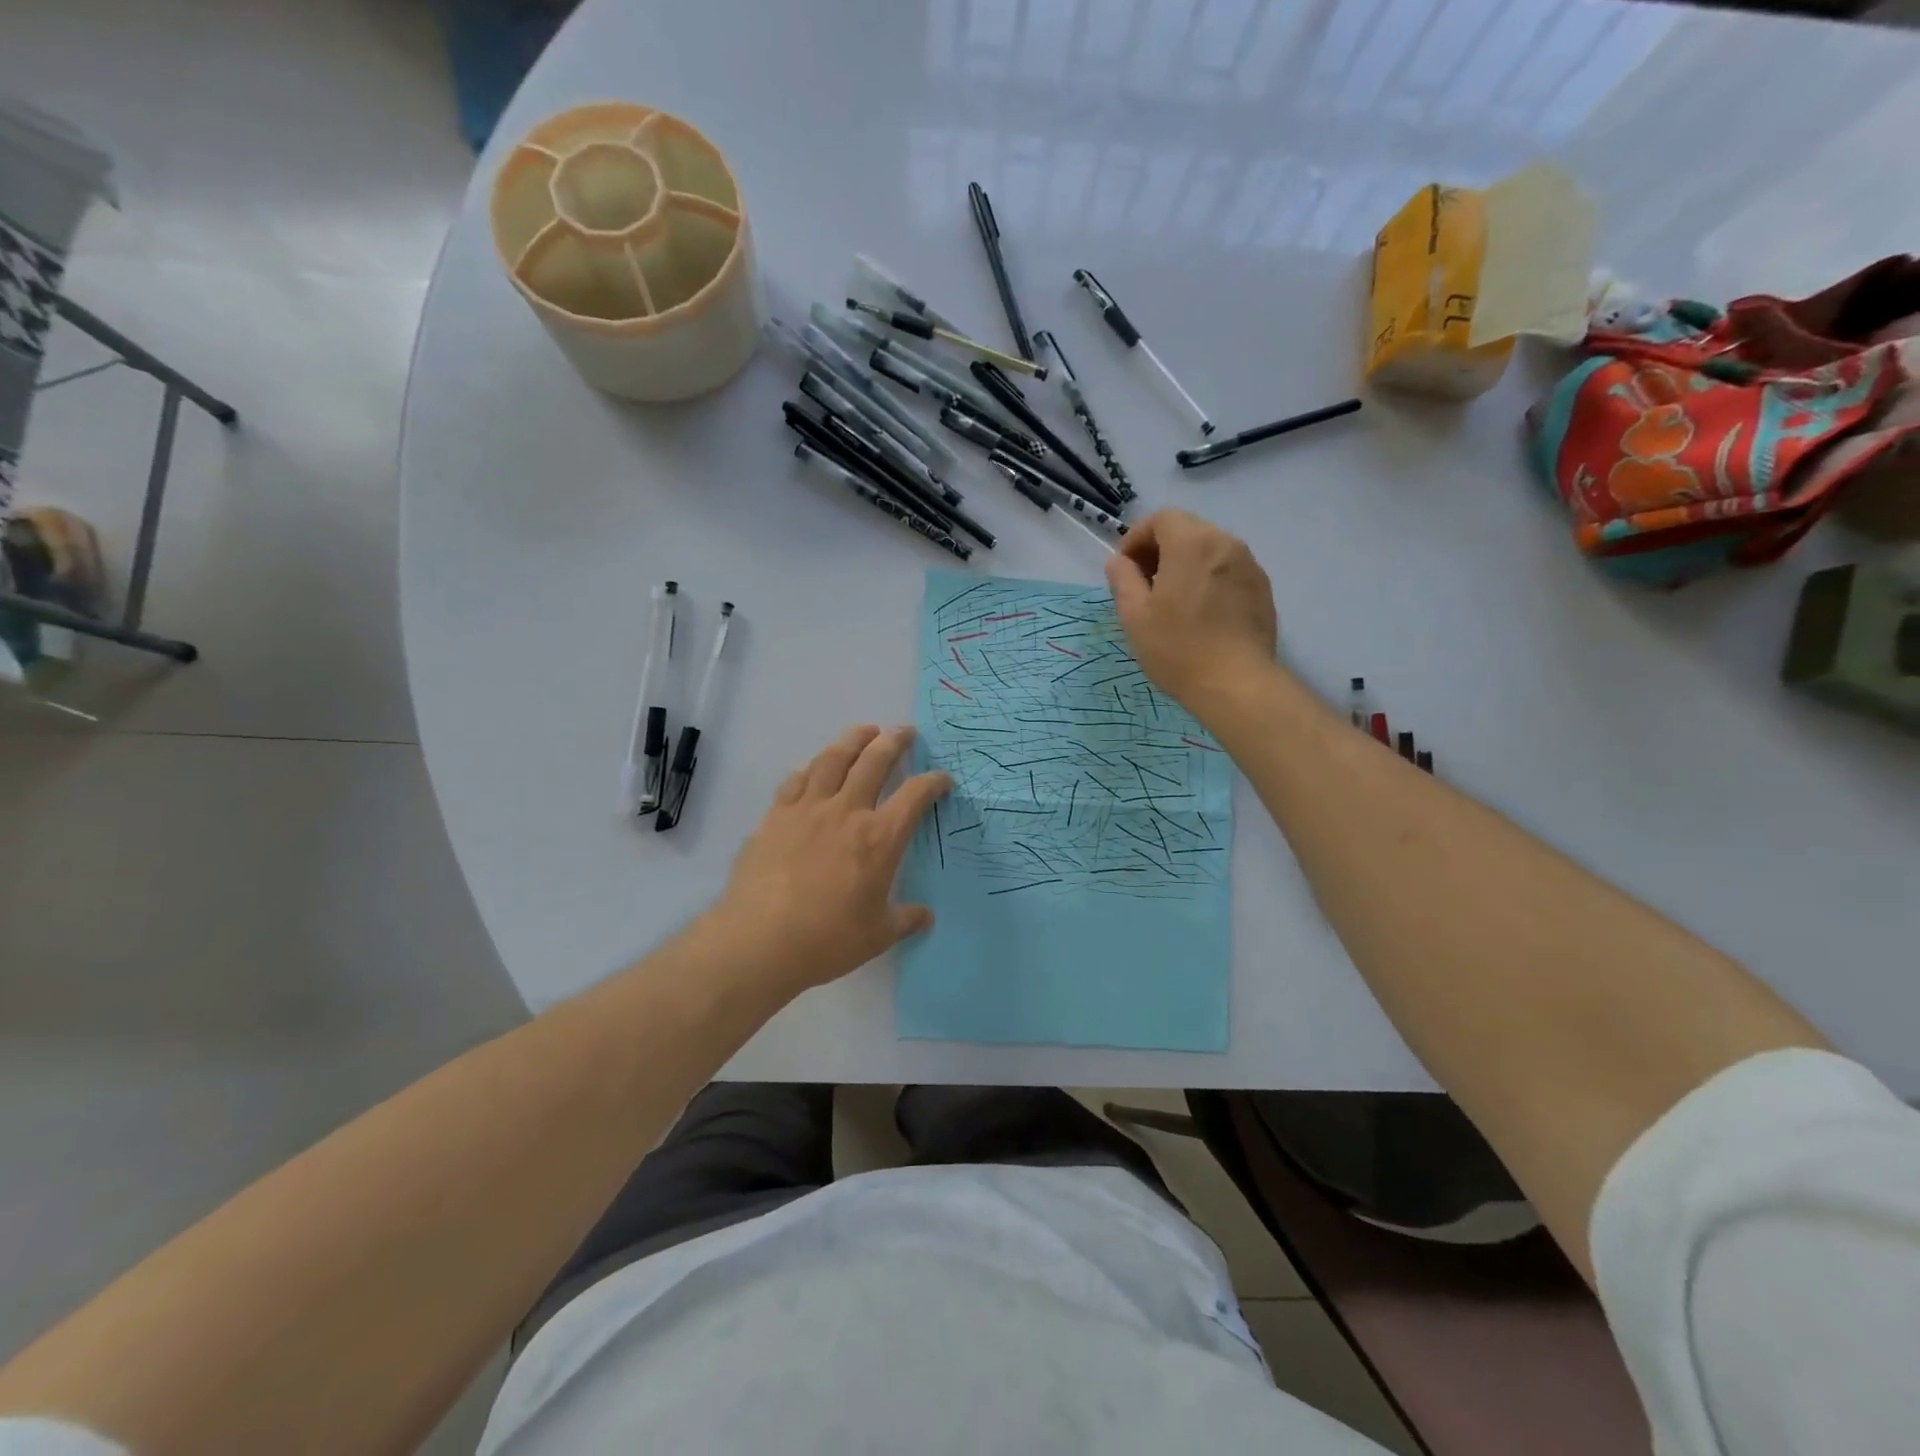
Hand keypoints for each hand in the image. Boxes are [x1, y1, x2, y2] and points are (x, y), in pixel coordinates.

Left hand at [703, 724, 950, 995]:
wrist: (758, 941)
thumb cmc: (827, 940)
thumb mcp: (878, 936)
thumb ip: (905, 920)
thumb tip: (925, 916)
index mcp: (879, 838)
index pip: (915, 796)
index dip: (933, 782)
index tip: (942, 779)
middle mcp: (846, 812)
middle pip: (874, 762)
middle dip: (894, 742)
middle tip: (904, 731)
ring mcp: (807, 809)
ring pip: (833, 759)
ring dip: (853, 740)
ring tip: (864, 731)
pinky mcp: (775, 816)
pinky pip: (796, 780)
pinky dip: (811, 768)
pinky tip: (814, 768)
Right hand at [1106, 509, 1278, 711]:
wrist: (1236, 683)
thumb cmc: (1177, 647)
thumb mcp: (1134, 615)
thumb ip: (1123, 579)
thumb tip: (1119, 562)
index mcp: (1191, 543)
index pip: (1161, 518)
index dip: (1137, 538)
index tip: (1126, 568)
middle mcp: (1225, 543)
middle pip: (1188, 530)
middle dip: (1161, 550)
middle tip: (1145, 585)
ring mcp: (1249, 565)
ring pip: (1210, 551)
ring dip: (1186, 565)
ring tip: (1173, 602)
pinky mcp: (1262, 589)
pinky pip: (1229, 571)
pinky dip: (1209, 580)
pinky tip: (1201, 614)